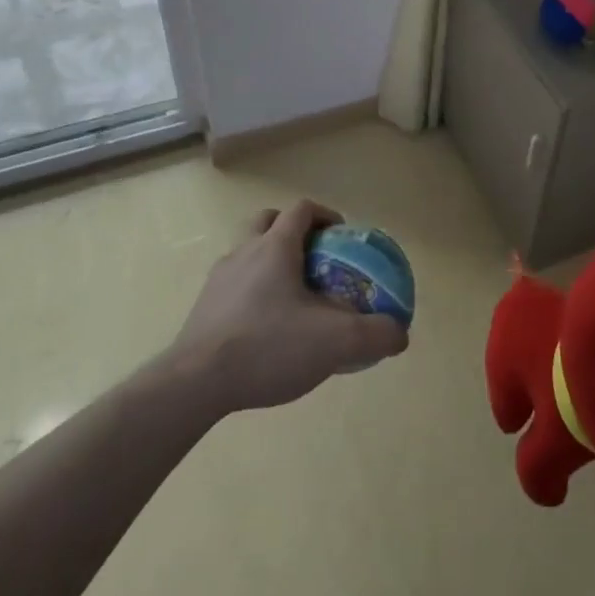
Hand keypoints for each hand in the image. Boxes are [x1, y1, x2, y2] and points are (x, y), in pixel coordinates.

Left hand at [164, 200, 407, 412]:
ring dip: (269, 262)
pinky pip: (233, 286)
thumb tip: (400, 334)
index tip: (342, 236)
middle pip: (268, 221)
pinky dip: (251, 293)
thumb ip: (375, 334)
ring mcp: (218, 280)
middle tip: (314, 258)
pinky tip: (265, 329)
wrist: (193, 385)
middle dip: (292, 231)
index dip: (325, 216)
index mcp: (275, 247)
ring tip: (291, 298)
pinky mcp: (202, 310)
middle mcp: (244, 252)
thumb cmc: (267, 347)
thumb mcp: (335, 343)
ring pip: (246, 253)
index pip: (302, 210)